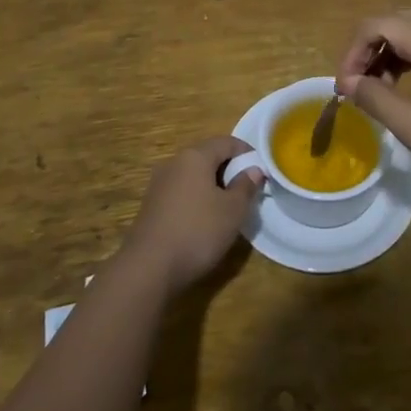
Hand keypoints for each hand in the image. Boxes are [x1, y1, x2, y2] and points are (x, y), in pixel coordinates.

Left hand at [119, 137, 263, 293]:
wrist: (148, 268)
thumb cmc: (198, 231)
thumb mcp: (233, 210)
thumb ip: (246, 186)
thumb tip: (254, 170)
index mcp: (195, 156)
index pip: (226, 142)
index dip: (246, 152)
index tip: (261, 170)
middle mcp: (174, 163)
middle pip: (207, 156)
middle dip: (229, 169)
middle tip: (247, 190)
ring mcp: (159, 184)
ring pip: (193, 175)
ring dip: (212, 185)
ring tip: (228, 207)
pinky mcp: (151, 206)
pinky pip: (181, 192)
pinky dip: (196, 198)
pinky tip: (204, 221)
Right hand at [335, 6, 410, 184]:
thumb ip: (379, 103)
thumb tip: (350, 84)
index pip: (372, 26)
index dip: (350, 56)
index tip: (344, 91)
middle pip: (389, 22)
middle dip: (367, 55)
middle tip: (358, 93)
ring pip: (409, 28)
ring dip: (388, 55)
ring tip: (381, 92)